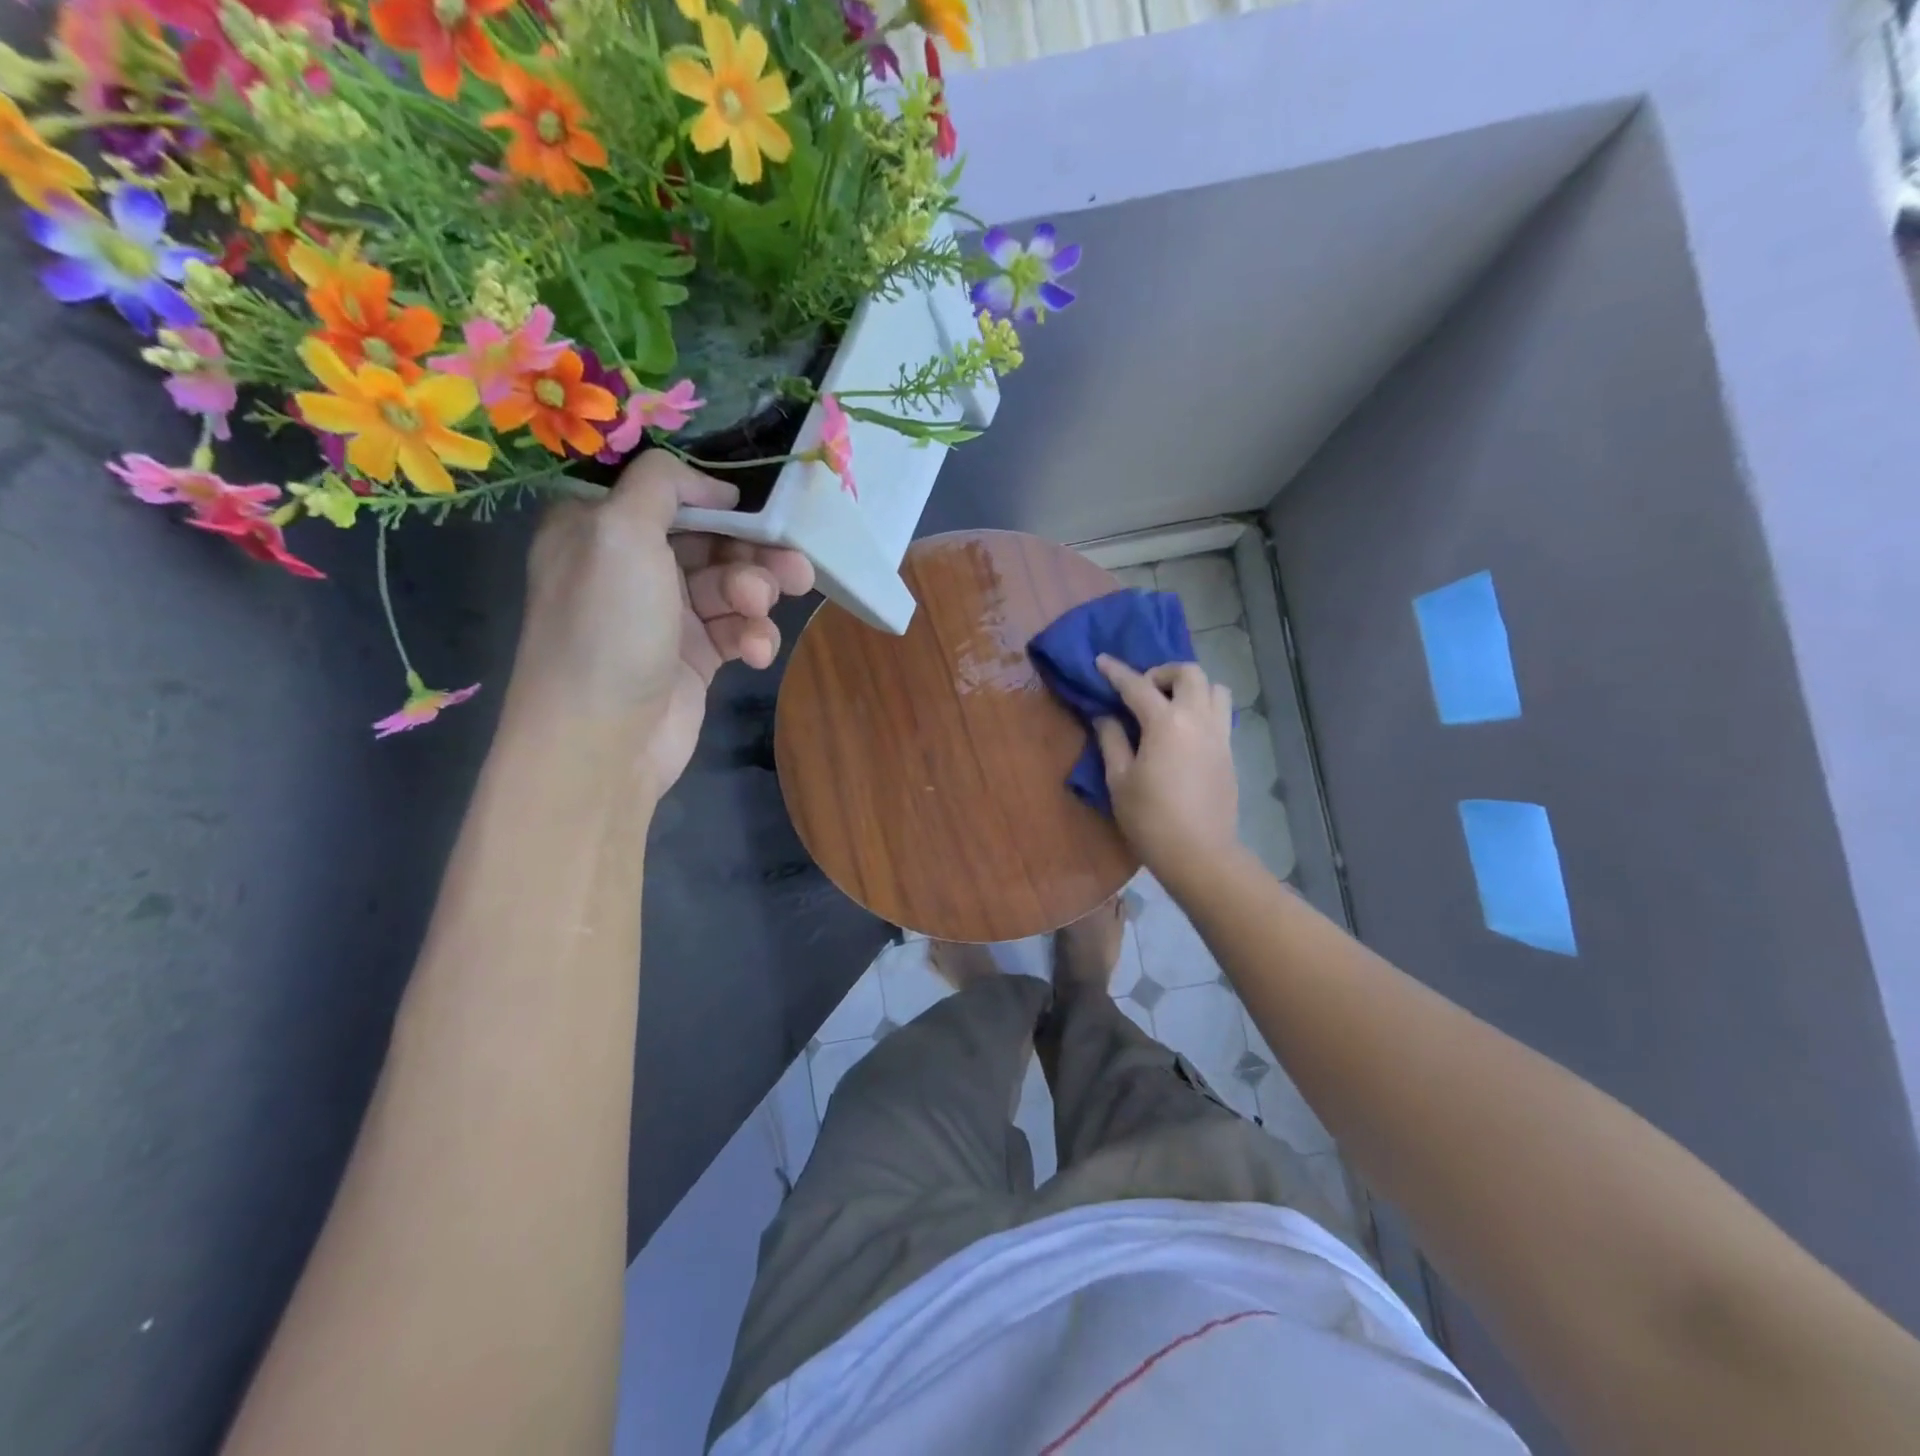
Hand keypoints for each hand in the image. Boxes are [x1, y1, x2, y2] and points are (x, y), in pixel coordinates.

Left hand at [504, 453, 814, 798]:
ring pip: (732, 585)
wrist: (603, 740)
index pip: (669, 494)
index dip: (717, 498)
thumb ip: (662, 484)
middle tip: (794, 568)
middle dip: (754, 553)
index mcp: (601, 528)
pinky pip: (737, 629)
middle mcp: (632, 566)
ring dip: (756, 595)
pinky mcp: (696, 657)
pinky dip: (752, 636)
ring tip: (760, 613)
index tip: (758, 508)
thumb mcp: (620, 531)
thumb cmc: (609, 626)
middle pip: (712, 540)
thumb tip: (712, 484)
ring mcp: (666, 614)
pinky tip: (753, 653)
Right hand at [1093, 655, 1238, 876]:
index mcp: (1166, 722)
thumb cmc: (1150, 818)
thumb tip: (1104, 716)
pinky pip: (1221, 714)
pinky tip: (1184, 732)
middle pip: (1188, 673)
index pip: (1137, 686)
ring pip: (1215, 688)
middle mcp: (1198, 719)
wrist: (1199, 854)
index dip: (1116, 671)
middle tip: (1142, 690)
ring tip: (1170, 706)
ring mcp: (1220, 735)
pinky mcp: (1230, 753)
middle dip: (1162, 672)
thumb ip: (1111, 740)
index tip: (1101, 660)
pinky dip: (1203, 709)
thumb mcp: (1119, 779)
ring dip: (1191, 687)